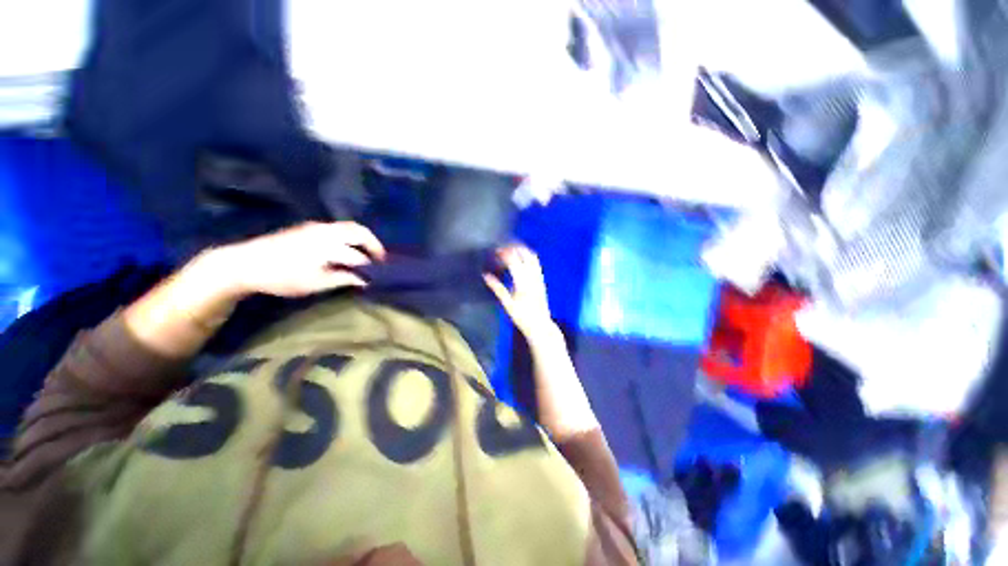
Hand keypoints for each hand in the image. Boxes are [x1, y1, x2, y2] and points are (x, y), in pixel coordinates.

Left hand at [218, 221, 385, 297]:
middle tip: (381, 260)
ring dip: (364, 238)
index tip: (379, 276)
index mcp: (329, 246)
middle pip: (361, 233)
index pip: (360, 256)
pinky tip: (350, 246)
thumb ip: (343, 279)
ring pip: (351, 226)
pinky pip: (340, 226)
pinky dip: (352, 235)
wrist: (245, 263)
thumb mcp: (314, 284)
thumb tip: (365, 280)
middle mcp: (327, 231)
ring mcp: (318, 226)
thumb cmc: (282, 277)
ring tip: (369, 252)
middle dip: (375, 246)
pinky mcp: (310, 226)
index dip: (372, 267)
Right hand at [485, 244, 555, 339]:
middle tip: (503, 247)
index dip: (504, 252)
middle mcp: (532, 276)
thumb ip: (497, 288)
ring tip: (511, 249)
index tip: (495, 250)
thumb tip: (485, 275)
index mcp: (522, 282)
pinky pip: (536, 263)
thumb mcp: (507, 304)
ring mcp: (539, 277)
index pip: (513, 260)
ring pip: (532, 256)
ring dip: (522, 250)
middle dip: (514, 247)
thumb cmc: (522, 317)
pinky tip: (522, 258)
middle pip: (525, 254)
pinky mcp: (542, 280)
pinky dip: (528, 256)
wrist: (540, 325)